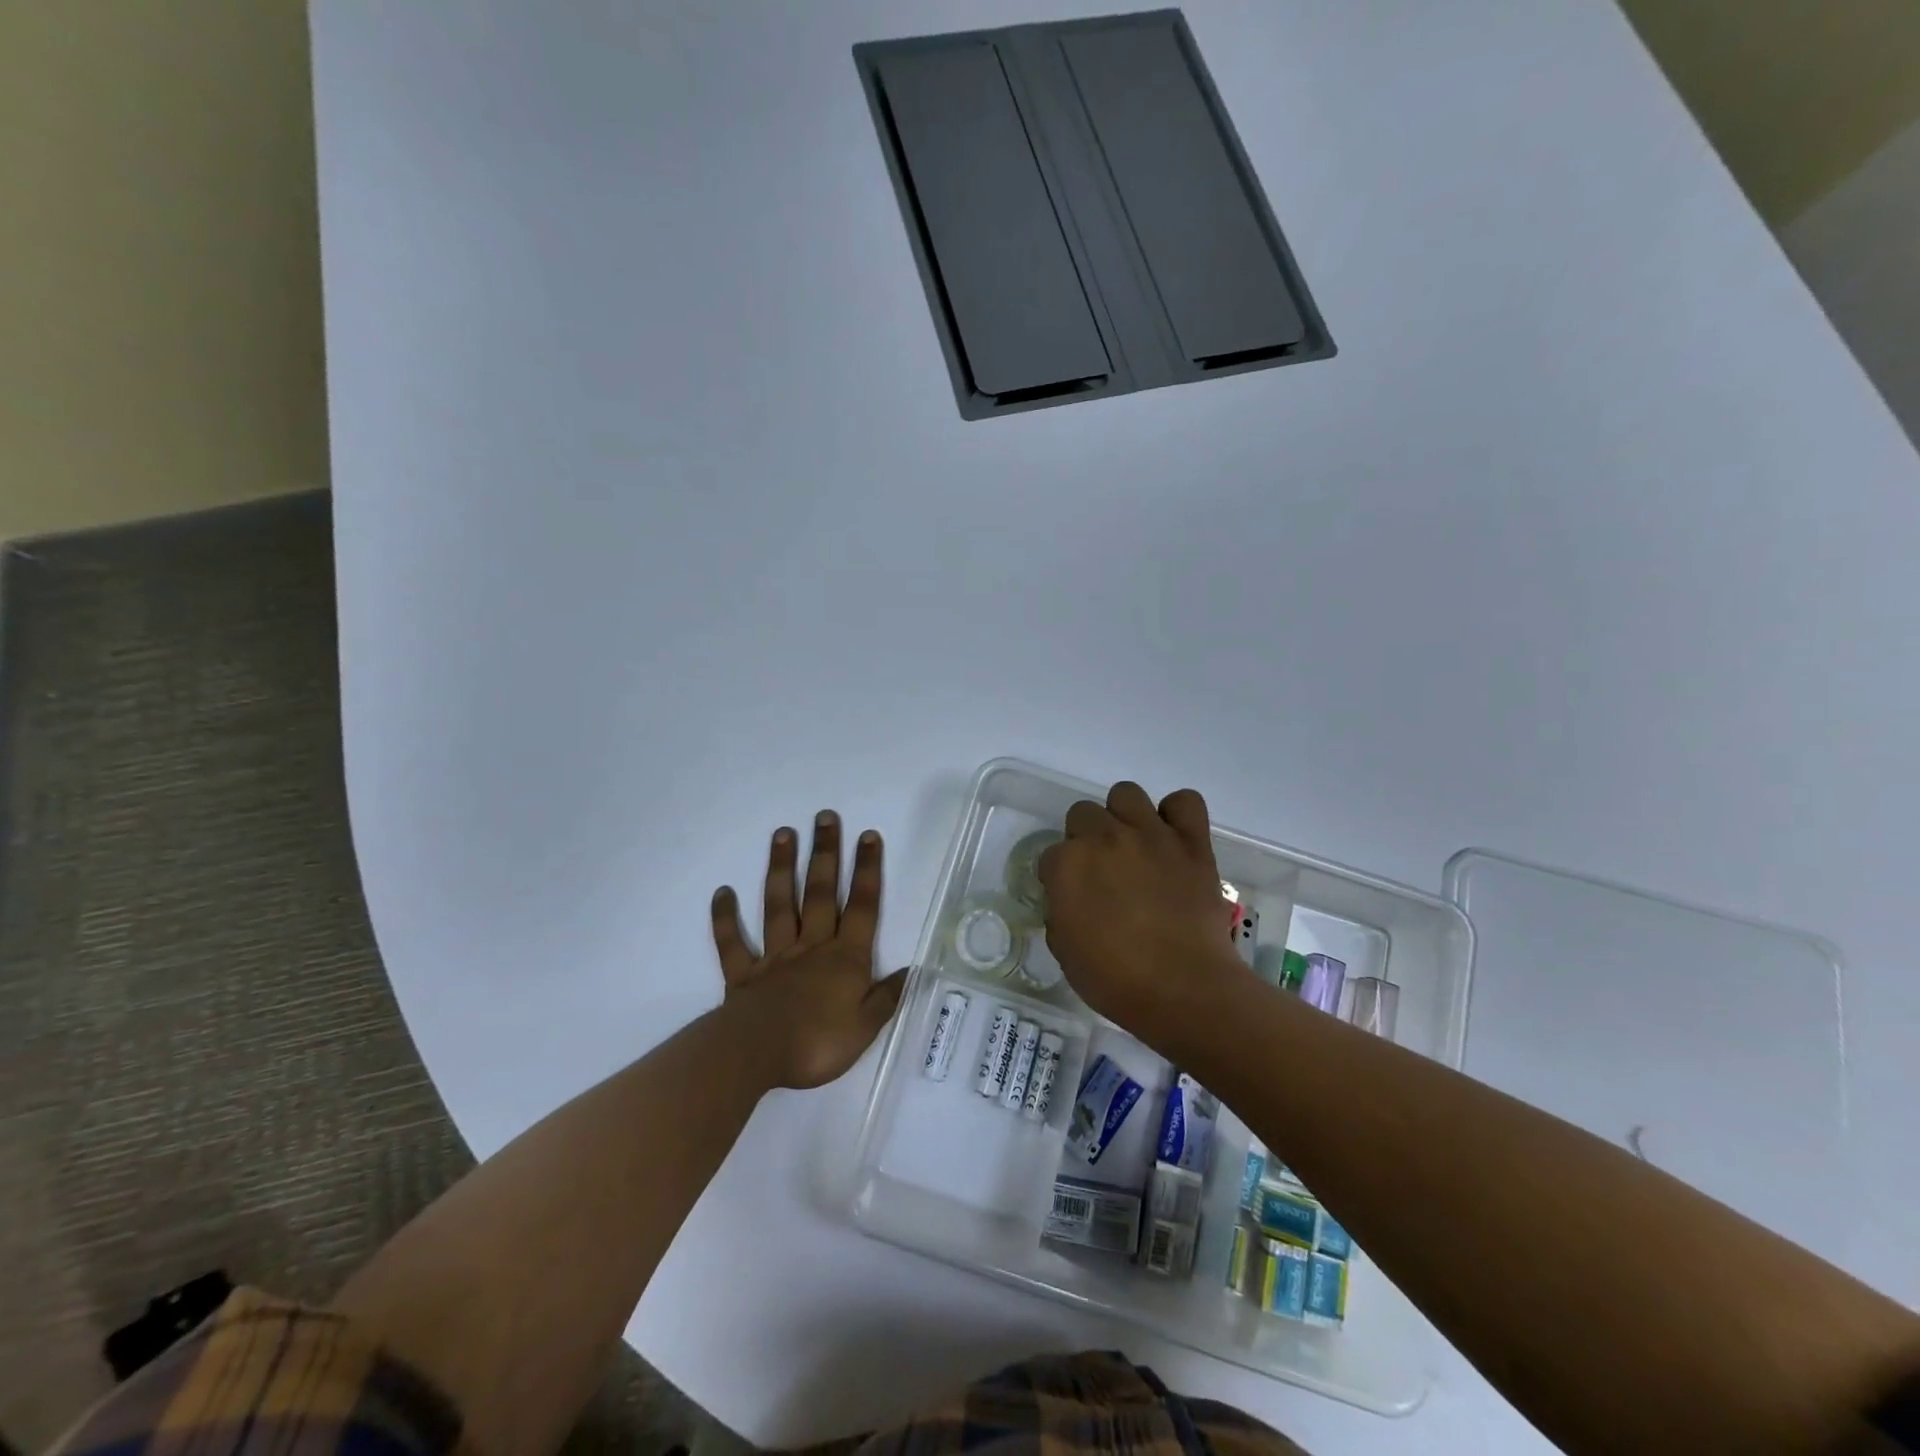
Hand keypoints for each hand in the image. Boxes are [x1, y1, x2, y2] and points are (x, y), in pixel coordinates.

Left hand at [710, 811, 906, 1089]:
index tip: (868, 835)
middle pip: (821, 893)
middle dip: (826, 853)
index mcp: (845, 958)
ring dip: (782, 868)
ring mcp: (775, 957)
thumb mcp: (865, 1027)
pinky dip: (725, 918)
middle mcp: (812, 947)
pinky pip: (733, 943)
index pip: (862, 907)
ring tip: (782, 833)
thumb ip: (886, 996)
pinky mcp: (744, 974)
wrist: (757, 1055)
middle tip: (825, 816)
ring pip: (780, 905)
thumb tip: (911, 970)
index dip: (867, 870)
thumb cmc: (818, 1043)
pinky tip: (723, 892)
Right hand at [1038, 782, 1244, 1029]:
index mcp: (1068, 865)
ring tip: (1134, 846)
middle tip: (1102, 870)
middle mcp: (1105, 838)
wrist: (1183, 988)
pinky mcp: (1191, 842)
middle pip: (1083, 813)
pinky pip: (1185, 801)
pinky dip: (1177, 815)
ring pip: (1126, 793)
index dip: (1059, 877)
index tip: (1072, 897)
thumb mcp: (1065, 951)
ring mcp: (1150, 835)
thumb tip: (1072, 901)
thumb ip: (1061, 913)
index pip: (1051, 855)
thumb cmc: (1115, 979)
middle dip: (1086, 839)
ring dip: (1124, 817)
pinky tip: (1172, 839)